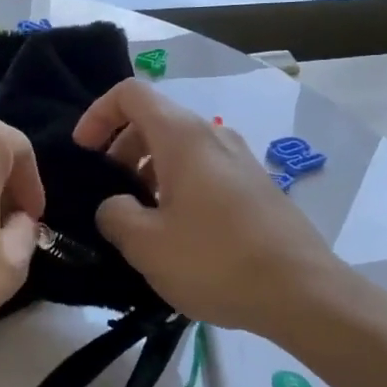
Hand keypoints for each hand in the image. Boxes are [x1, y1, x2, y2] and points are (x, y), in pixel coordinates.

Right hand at [73, 79, 344, 332]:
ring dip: (148, 170)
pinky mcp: (255, 186)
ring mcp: (240, 159)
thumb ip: (114, 215)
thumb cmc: (216, 261)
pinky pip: (204, 169)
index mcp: (183, 137)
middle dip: (121, 147)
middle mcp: (213, 136)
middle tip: (109, 191)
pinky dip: (176, 184)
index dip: (98, 114)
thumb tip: (116, 206)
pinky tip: (177, 231)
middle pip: (155, 119)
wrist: (303, 293)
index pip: (130, 94)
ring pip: (180, 146)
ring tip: (140, 217)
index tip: (83, 152)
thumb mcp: (146, 244)